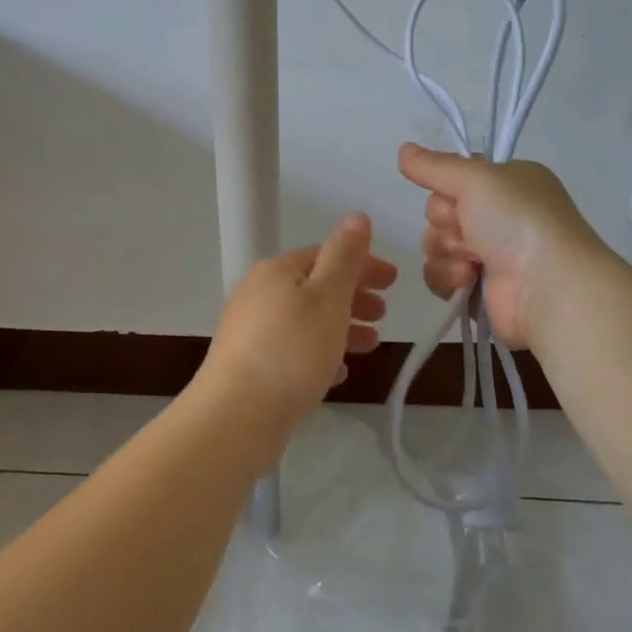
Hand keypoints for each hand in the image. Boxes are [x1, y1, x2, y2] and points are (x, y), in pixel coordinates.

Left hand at [198, 214, 396, 430]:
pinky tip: (339, 373)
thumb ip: (345, 255)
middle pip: (315, 286)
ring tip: (371, 345)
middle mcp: (259, 293)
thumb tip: (357, 215)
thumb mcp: (328, 296)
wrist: (236, 416)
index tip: (394, 282)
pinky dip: (319, 353)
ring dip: (342, 327)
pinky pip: (293, 350)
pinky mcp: (250, 364)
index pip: (326, 254)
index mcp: (277, 270)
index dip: (362, 265)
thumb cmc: (292, 350)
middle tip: (385, 315)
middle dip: (354, 297)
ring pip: (306, 320)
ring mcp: (251, 329)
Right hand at [398, 143, 602, 346]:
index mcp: (508, 183)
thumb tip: (402, 150)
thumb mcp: (476, 178)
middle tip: (467, 228)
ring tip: (472, 261)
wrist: (546, 286)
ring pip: (436, 243)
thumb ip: (434, 166)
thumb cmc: (517, 221)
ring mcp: (490, 253)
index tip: (456, 193)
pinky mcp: (477, 287)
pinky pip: (439, 274)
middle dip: (446, 221)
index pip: (456, 176)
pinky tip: (467, 280)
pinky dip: (446, 276)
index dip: (447, 185)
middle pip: (440, 210)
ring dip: (446, 250)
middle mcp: (500, 215)